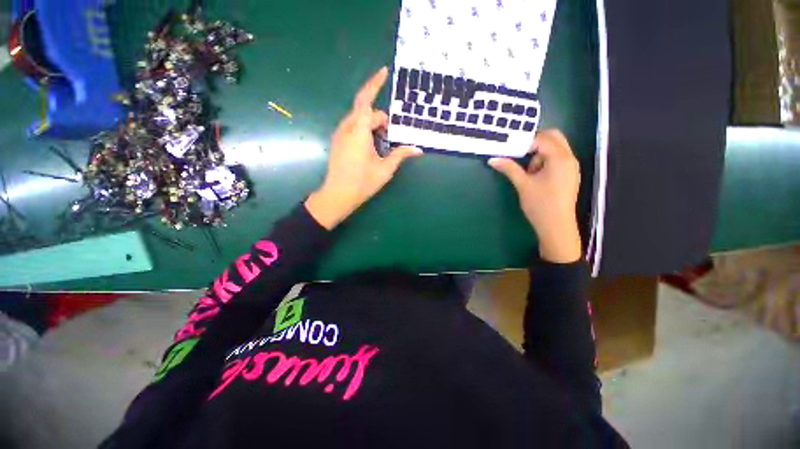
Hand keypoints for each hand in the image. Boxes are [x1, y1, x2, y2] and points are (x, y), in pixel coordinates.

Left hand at [305, 67, 422, 229]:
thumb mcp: (385, 169)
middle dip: (380, 119)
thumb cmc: (362, 183)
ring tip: (382, 144)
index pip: (366, 101)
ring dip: (372, 125)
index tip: (384, 71)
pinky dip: (364, 130)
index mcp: (359, 132)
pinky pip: (353, 127)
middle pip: (365, 111)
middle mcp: (347, 128)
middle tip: (391, 136)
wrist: (338, 195)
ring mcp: (340, 135)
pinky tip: (371, 147)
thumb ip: (400, 155)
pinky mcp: (337, 142)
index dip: (375, 84)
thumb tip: (418, 149)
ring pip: (358, 119)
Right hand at [489, 130, 581, 262]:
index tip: (511, 149)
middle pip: (554, 138)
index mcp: (560, 158)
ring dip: (540, 153)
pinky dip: (546, 160)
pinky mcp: (569, 174)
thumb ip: (509, 168)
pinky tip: (536, 175)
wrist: (556, 226)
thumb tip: (492, 159)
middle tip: (519, 153)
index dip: (525, 141)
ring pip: (556, 148)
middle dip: (535, 142)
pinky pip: (557, 158)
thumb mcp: (522, 184)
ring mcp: (571, 166)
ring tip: (529, 171)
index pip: (543, 139)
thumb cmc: (540, 204)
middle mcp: (569, 158)